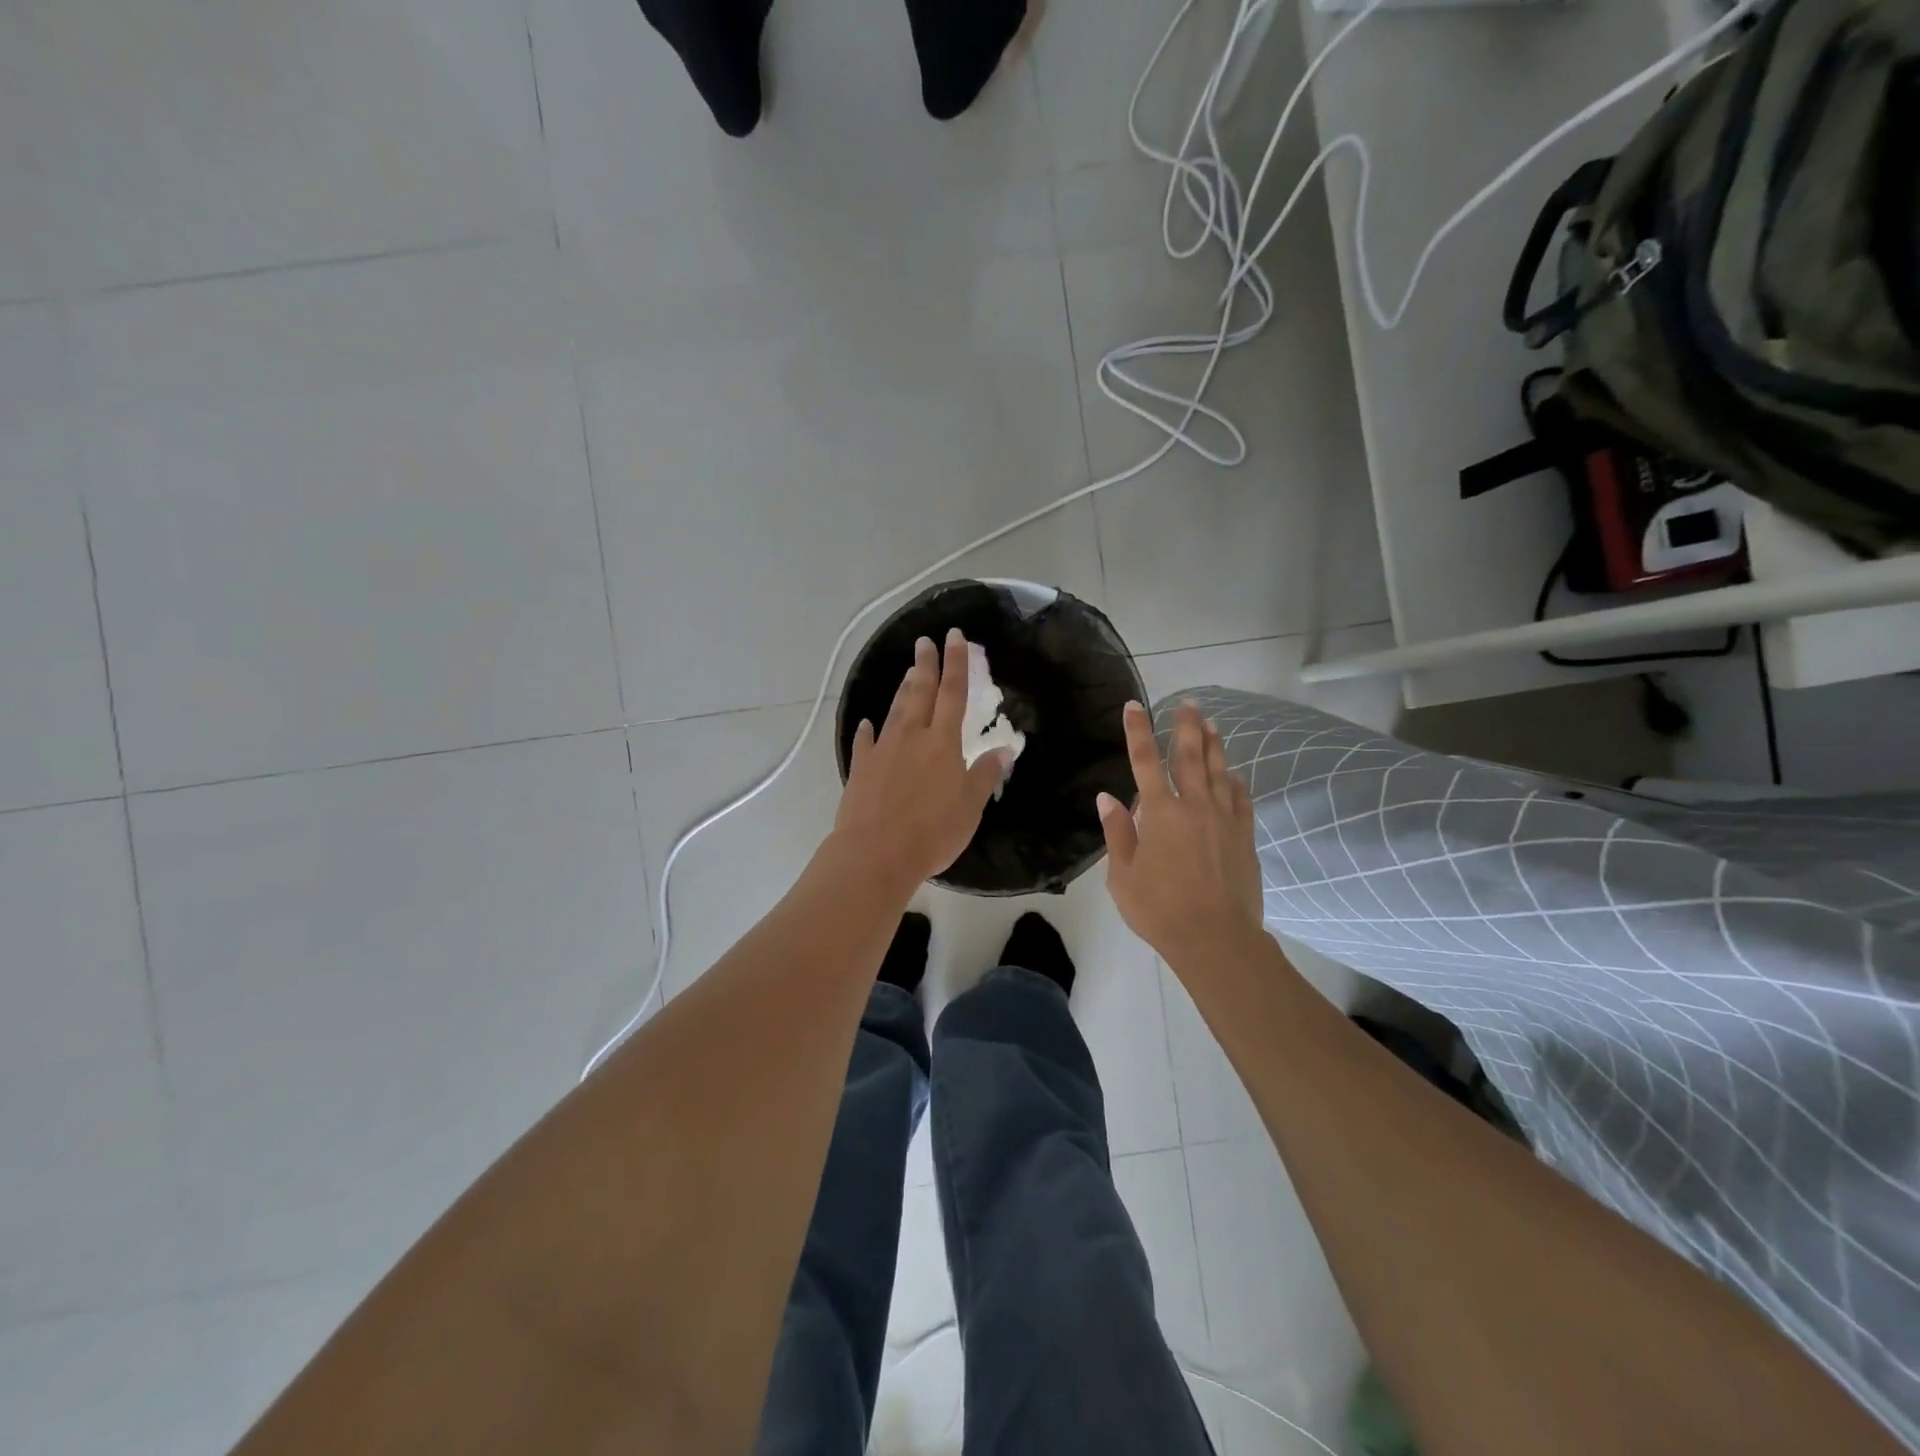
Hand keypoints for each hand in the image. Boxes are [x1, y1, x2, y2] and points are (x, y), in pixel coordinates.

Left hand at [832, 628, 1011, 890]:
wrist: (875, 854)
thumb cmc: (932, 832)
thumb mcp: (970, 807)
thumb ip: (985, 775)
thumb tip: (1005, 749)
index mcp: (943, 743)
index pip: (953, 694)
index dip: (957, 664)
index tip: (955, 637)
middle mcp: (912, 737)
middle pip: (920, 693)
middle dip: (925, 665)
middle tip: (924, 641)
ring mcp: (883, 751)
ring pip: (895, 711)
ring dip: (903, 689)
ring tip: (908, 672)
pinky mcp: (861, 769)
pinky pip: (865, 742)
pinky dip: (867, 730)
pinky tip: (867, 723)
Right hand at [1099, 700, 1264, 972]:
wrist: (1216, 939)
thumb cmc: (1160, 909)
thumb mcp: (1123, 876)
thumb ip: (1117, 833)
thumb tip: (1107, 798)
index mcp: (1160, 813)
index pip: (1144, 761)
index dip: (1138, 731)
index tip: (1134, 706)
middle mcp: (1194, 806)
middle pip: (1189, 756)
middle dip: (1186, 726)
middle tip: (1188, 703)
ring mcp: (1224, 819)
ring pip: (1218, 771)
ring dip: (1213, 745)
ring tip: (1211, 723)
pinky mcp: (1244, 836)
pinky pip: (1240, 798)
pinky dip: (1234, 780)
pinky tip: (1232, 773)